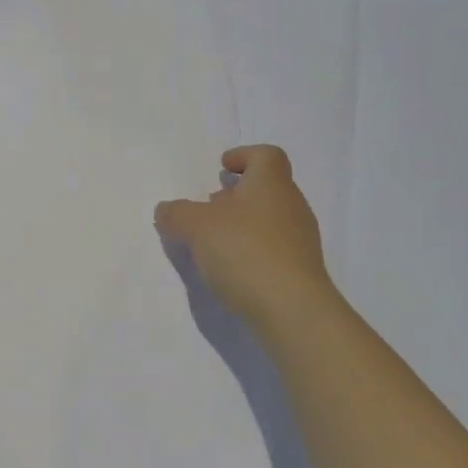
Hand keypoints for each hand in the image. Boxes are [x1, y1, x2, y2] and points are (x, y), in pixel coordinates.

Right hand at [155, 146, 337, 334]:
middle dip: (238, 194)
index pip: (266, 155)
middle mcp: (291, 205)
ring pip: (271, 219)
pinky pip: (275, 249)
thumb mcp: (197, 227)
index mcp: (271, 183)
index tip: (223, 167)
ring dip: (244, 224)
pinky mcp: (302, 272)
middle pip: (267, 187)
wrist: (294, 312)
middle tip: (211, 205)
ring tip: (216, 241)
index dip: (244, 155)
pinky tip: (233, 269)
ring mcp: (301, 240)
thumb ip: (177, 214)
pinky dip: (254, 250)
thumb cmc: (246, 252)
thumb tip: (166, 209)